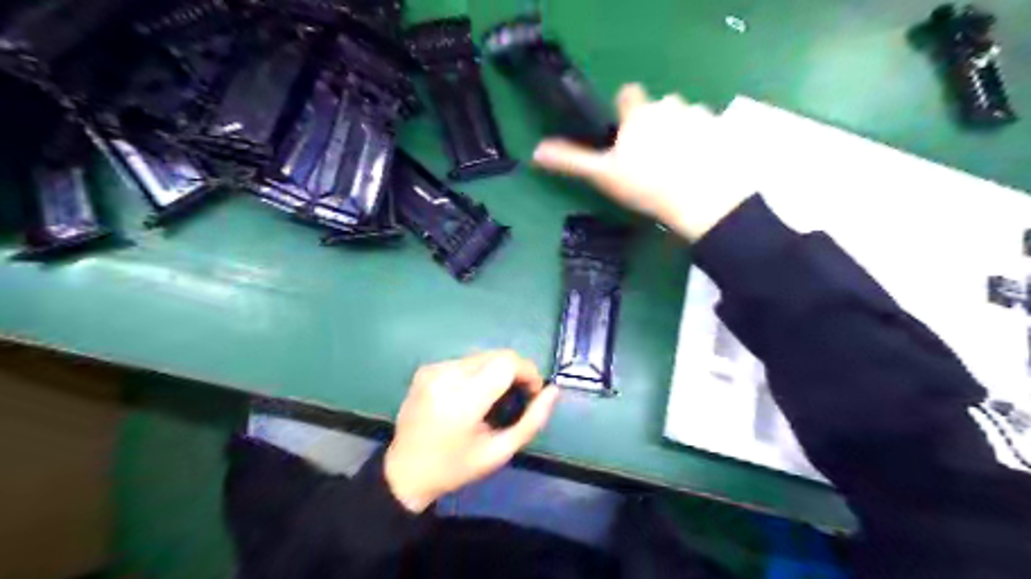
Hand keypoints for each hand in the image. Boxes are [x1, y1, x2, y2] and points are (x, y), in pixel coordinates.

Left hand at [382, 350, 560, 513]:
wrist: (405, 472)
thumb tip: (553, 391)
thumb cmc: (455, 468)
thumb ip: (531, 421)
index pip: (506, 363)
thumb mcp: (499, 452)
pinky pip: (464, 361)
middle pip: (496, 355)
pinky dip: (477, 373)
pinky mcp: (426, 369)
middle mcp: (445, 376)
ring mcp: (432, 370)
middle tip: (518, 397)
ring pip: (481, 356)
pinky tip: (472, 396)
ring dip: (496, 371)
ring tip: (494, 398)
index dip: (528, 372)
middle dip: (515, 371)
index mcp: (462, 400)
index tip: (532, 393)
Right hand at [537, 82, 755, 239]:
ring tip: (679, 165)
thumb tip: (535, 152)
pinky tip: (701, 167)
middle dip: (655, 124)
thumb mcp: (603, 175)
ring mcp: (700, 115)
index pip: (628, 94)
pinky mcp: (723, 131)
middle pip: (659, 106)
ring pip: (685, 116)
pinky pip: (709, 129)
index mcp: (639, 113)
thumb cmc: (647, 185)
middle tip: (652, 158)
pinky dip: (705, 141)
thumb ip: (571, 160)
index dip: (625, 110)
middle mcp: (670, 105)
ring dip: (681, 131)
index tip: (625, 133)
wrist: (703, 200)